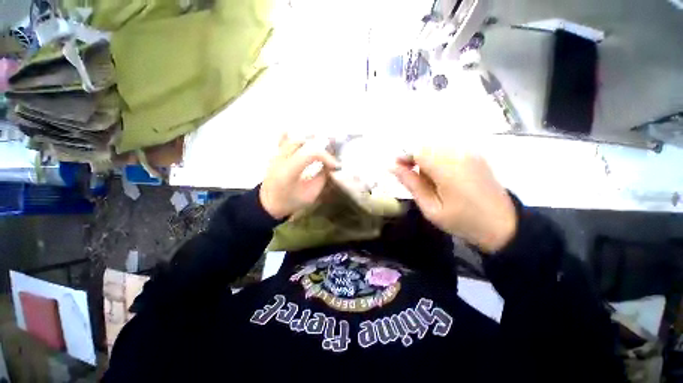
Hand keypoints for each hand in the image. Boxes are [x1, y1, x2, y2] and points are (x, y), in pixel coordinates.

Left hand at [260, 135, 340, 219]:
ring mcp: (276, 155)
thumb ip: (321, 179)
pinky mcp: (275, 155)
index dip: (326, 157)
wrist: (268, 204)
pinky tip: (302, 136)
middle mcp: (281, 159)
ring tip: (320, 150)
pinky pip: (283, 140)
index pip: (311, 153)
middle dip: (320, 149)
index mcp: (289, 171)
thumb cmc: (290, 203)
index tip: (335, 166)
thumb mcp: (310, 196)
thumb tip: (330, 166)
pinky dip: (293, 136)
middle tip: (329, 159)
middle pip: (304, 142)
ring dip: (310, 143)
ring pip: (295, 139)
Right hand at [392, 148, 516, 252]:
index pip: (418, 150)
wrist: (503, 225)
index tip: (397, 169)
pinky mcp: (475, 154)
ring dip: (424, 158)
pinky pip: (447, 149)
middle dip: (413, 158)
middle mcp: (460, 154)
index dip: (403, 157)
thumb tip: (392, 166)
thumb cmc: (463, 221)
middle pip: (426, 145)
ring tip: (426, 179)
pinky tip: (440, 175)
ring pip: (435, 146)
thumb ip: (411, 184)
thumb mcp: (431, 208)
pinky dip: (436, 158)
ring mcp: (470, 152)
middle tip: (410, 177)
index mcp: (448, 169)